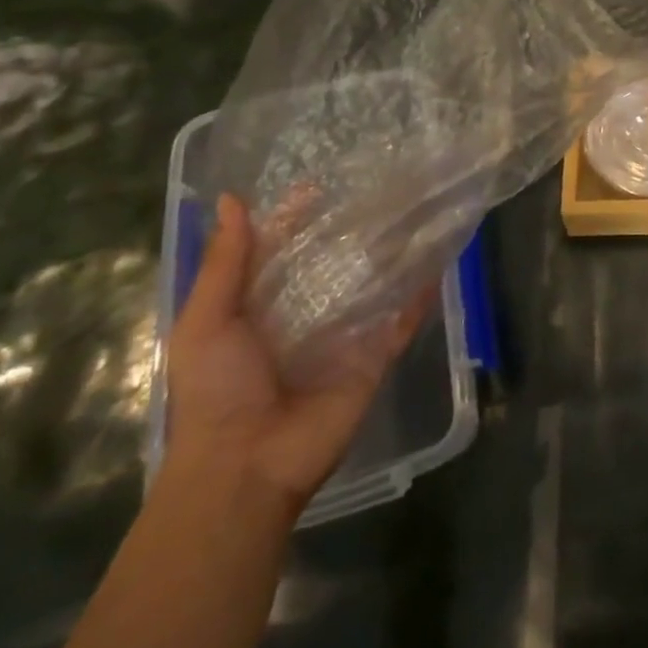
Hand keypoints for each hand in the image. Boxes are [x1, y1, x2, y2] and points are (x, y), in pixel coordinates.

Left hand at [166, 194, 431, 509]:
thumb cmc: (216, 391)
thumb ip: (225, 263)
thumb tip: (230, 199)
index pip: (284, 248)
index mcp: (262, 304)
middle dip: (356, 228)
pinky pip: (403, 319)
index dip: (299, 216)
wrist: (246, 466)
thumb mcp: (207, 321)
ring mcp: (345, 334)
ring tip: (420, 209)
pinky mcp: (375, 355)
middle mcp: (307, 312)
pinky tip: (440, 259)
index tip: (321, 181)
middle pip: (335, 261)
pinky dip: (421, 294)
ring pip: (375, 283)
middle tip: (386, 184)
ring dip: (395, 253)